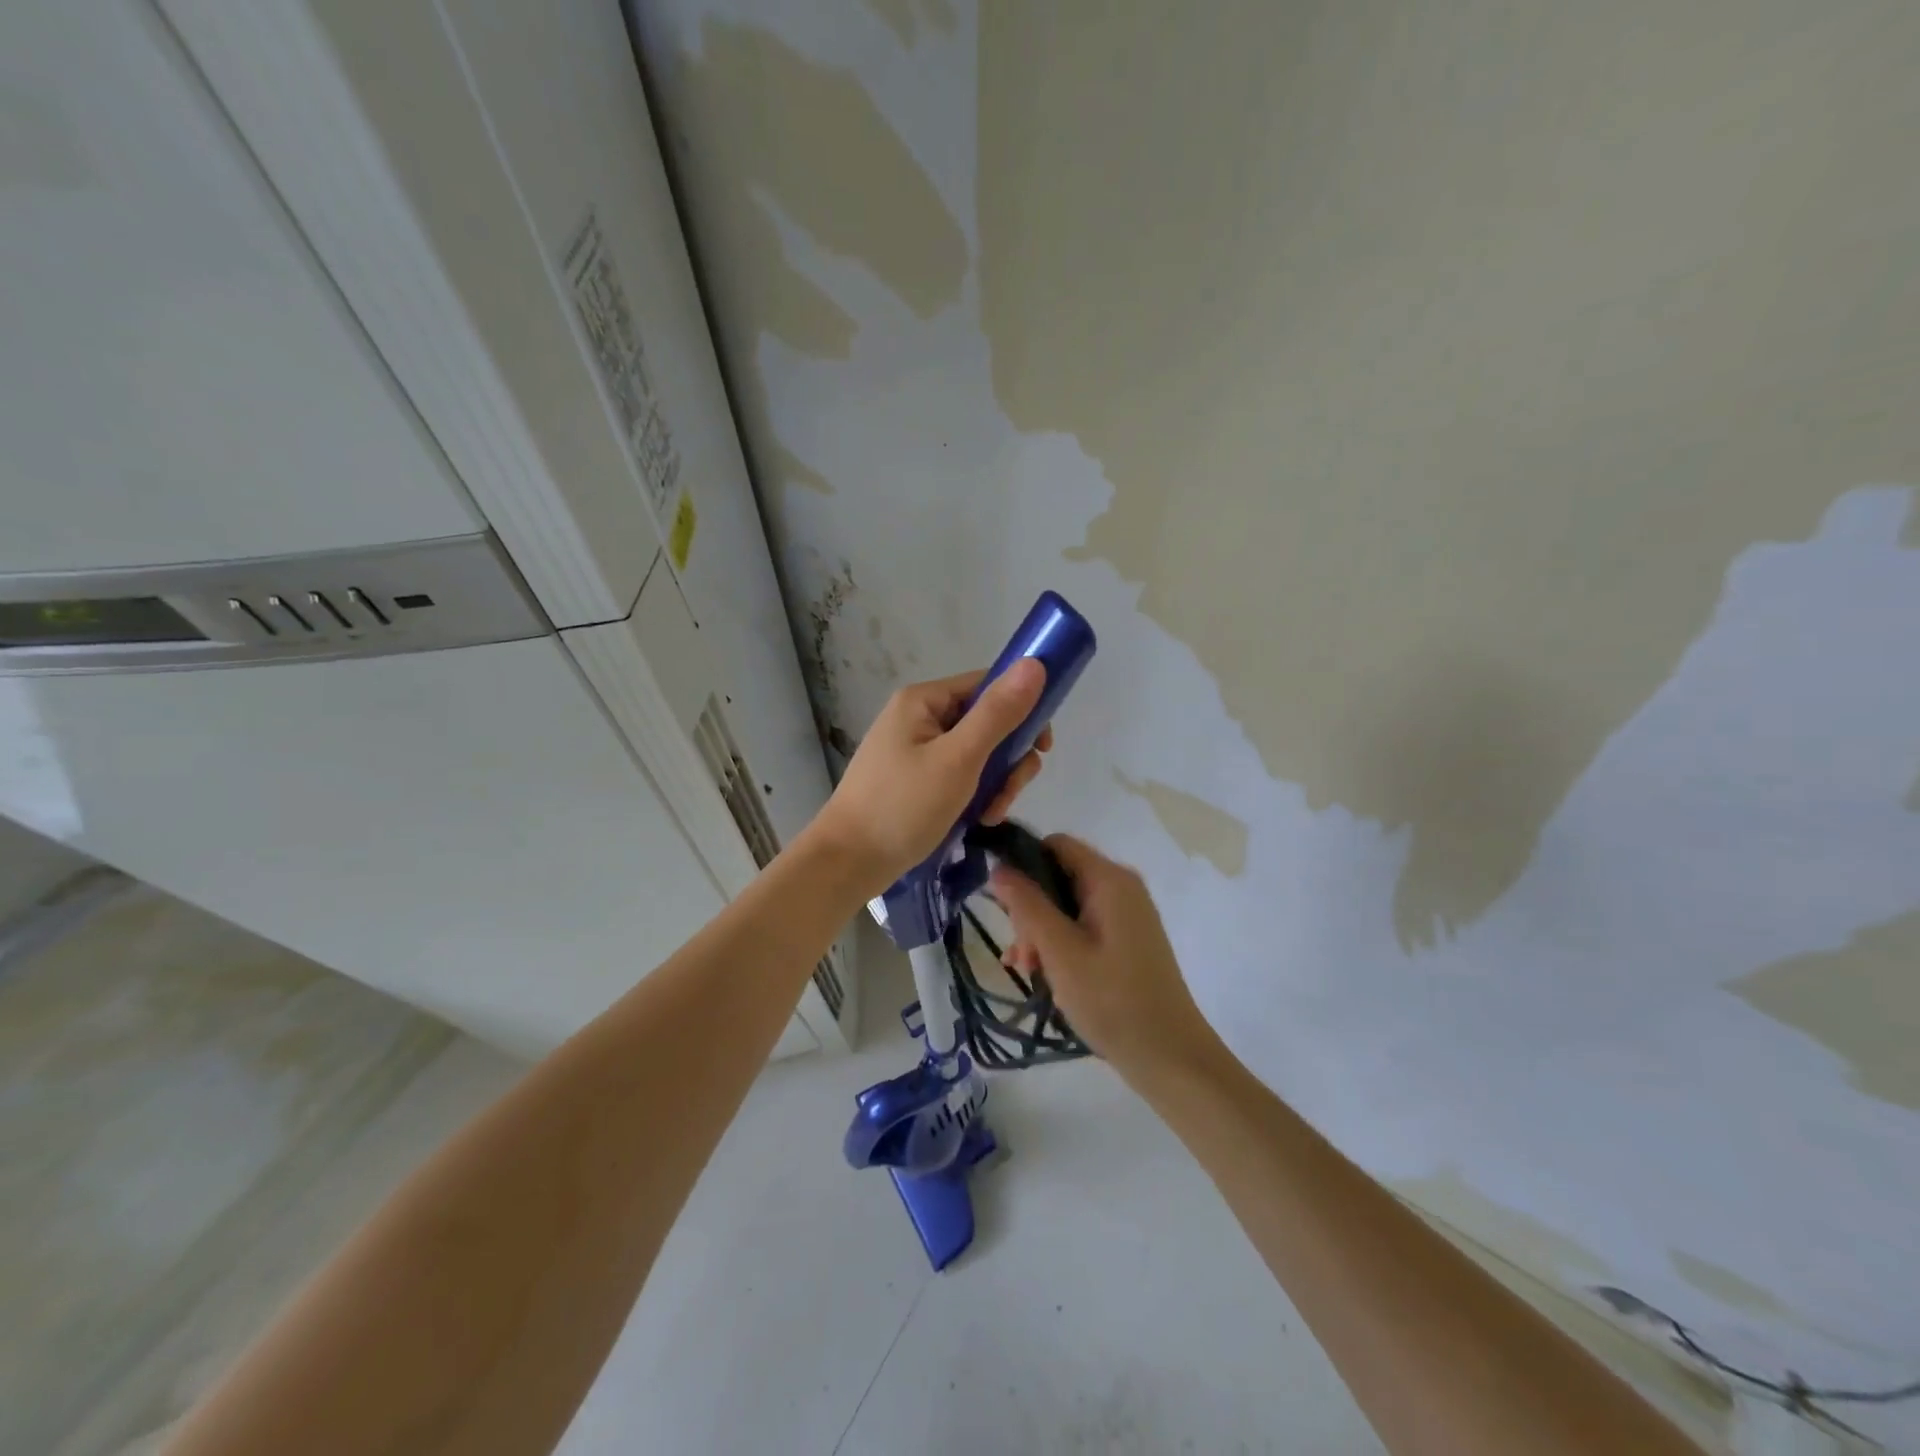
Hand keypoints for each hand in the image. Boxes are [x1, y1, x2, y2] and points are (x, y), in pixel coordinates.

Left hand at [806, 660, 1051, 895]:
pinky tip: (978, 820)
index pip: (987, 685)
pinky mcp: (915, 781)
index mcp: (924, 701)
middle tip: (1009, 793)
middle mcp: (919, 718)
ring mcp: (915, 751)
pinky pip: (959, 776)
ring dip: (994, 783)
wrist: (848, 862)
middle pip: (986, 723)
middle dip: (1007, 759)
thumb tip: (1036, 664)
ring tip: (990, 815)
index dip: (1022, 709)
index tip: (1042, 747)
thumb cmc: (903, 806)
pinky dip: (974, 796)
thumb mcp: (959, 759)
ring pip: (976, 754)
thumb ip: (998, 714)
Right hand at [991, 835, 1223, 1083]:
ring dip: (1041, 931)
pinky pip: (1082, 926)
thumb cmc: (1112, 1000)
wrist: (1170, 1057)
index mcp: (1109, 880)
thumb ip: (1027, 905)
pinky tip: (1043, 974)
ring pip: (1067, 904)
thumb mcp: (1060, 951)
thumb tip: (998, 867)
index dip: (1021, 861)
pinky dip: (1060, 944)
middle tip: (1020, 952)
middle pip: (1059, 875)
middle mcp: (1121, 887)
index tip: (998, 899)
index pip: (1055, 844)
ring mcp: (1126, 915)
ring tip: (1026, 969)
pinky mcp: (1126, 940)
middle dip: (1030, 908)